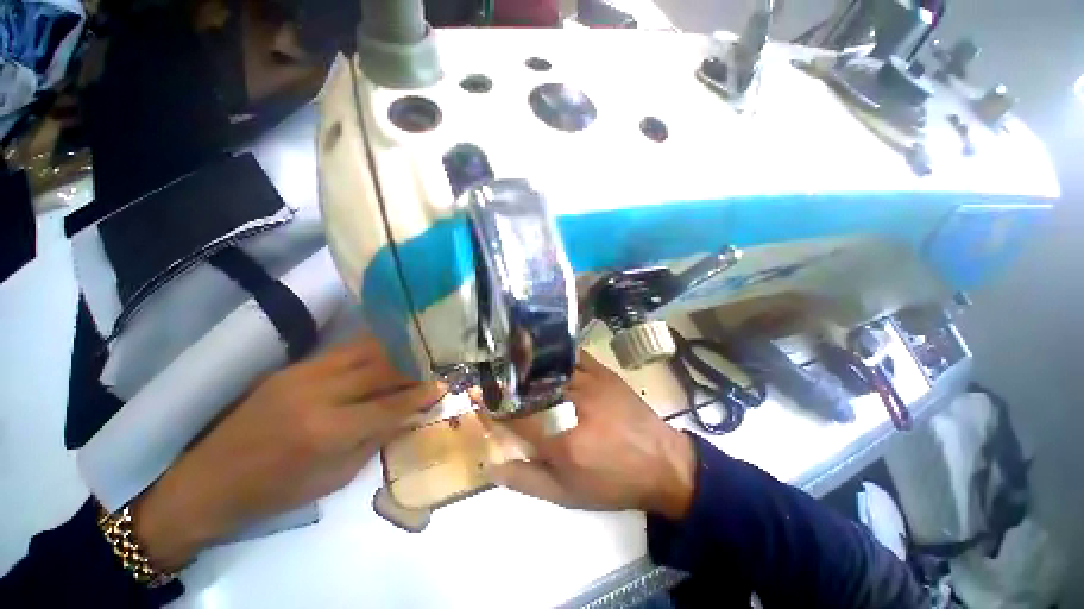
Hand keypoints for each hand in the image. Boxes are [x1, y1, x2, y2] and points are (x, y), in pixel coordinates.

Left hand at [129, 334, 443, 570]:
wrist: (211, 479)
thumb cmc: (277, 490)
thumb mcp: (335, 478)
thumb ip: (375, 440)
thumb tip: (409, 415)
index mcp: (327, 432)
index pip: (390, 406)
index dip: (420, 395)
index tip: (442, 385)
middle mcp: (318, 395)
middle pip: (380, 370)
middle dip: (412, 367)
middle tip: (432, 366)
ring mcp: (303, 375)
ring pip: (363, 351)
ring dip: (394, 351)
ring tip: (414, 354)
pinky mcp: (293, 367)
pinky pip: (343, 351)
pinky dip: (370, 350)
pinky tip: (384, 352)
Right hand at [490, 351, 696, 519]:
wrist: (661, 463)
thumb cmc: (611, 483)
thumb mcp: (567, 495)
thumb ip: (526, 480)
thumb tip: (492, 466)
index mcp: (561, 439)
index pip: (515, 415)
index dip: (493, 406)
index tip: (480, 398)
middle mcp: (572, 404)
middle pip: (529, 387)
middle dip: (507, 382)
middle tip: (494, 379)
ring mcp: (589, 382)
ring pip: (548, 367)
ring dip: (527, 366)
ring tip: (513, 364)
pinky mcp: (602, 371)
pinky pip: (571, 356)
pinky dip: (554, 355)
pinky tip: (544, 354)